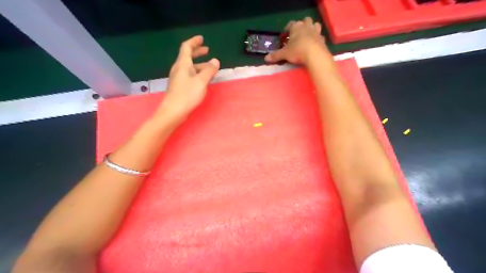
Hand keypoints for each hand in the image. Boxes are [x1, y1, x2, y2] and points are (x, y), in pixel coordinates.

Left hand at [155, 36, 220, 122]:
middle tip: (207, 50)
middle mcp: (179, 69)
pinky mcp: (179, 86)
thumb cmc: (187, 95)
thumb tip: (215, 60)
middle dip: (197, 52)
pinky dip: (197, 73)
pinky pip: (189, 75)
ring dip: (199, 64)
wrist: (173, 111)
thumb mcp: (201, 81)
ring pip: (189, 67)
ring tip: (210, 68)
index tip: (202, 39)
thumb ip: (209, 70)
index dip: (194, 42)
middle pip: (187, 56)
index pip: (186, 47)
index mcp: (183, 64)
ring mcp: (178, 78)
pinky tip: (203, 79)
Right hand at [264, 17, 327, 64]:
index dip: (287, 29)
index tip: (285, 36)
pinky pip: (320, 36)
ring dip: (311, 28)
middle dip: (301, 25)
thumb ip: (275, 55)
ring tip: (307, 37)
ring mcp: (316, 32)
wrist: (315, 55)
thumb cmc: (297, 51)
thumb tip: (265, 59)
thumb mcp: (284, 54)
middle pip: (305, 20)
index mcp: (296, 27)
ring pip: (315, 25)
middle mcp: (306, 26)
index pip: (290, 24)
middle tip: (297, 35)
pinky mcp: (322, 39)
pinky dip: (317, 39)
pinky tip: (314, 45)